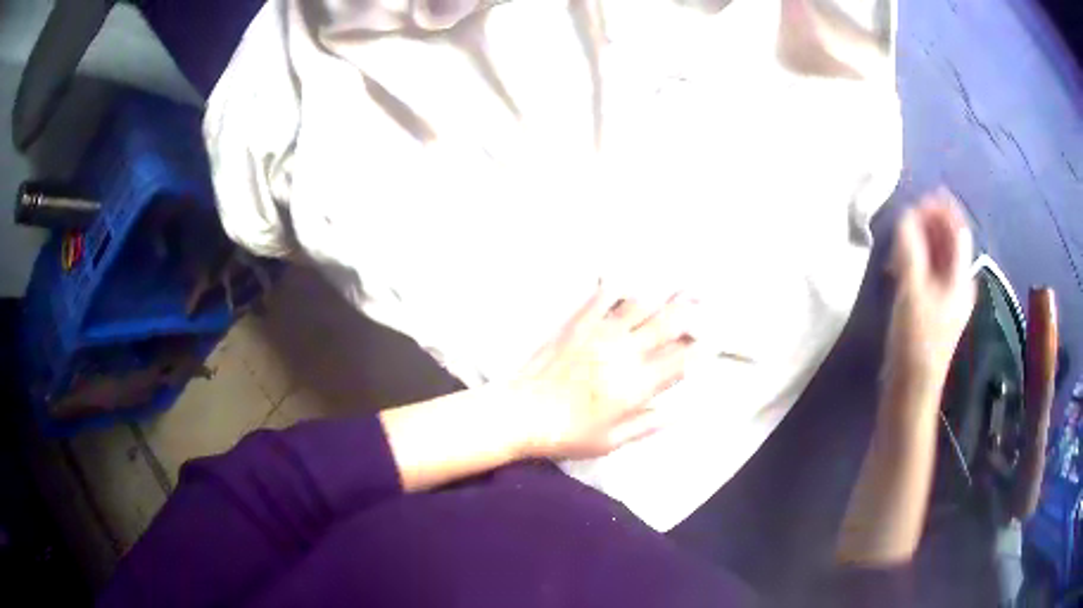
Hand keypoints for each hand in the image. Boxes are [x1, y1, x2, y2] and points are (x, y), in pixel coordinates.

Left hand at [511, 284, 698, 459]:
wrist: (520, 413)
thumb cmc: (566, 434)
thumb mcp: (611, 441)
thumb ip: (647, 425)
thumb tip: (680, 413)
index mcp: (636, 386)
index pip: (680, 361)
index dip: (701, 349)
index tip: (713, 339)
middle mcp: (625, 354)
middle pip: (666, 324)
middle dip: (690, 309)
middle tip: (705, 295)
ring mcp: (601, 334)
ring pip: (640, 305)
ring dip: (662, 293)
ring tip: (676, 282)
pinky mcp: (578, 324)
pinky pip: (603, 296)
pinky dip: (618, 285)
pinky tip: (628, 277)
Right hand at [887, 190, 976, 393]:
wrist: (911, 390)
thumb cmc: (915, 341)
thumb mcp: (912, 292)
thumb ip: (910, 250)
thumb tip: (905, 215)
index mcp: (960, 278)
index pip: (957, 230)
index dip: (942, 209)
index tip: (919, 198)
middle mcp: (959, 284)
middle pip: (948, 241)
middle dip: (928, 224)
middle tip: (904, 219)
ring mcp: (947, 298)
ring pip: (937, 257)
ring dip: (920, 243)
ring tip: (898, 243)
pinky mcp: (934, 309)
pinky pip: (929, 273)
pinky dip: (916, 261)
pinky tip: (899, 267)